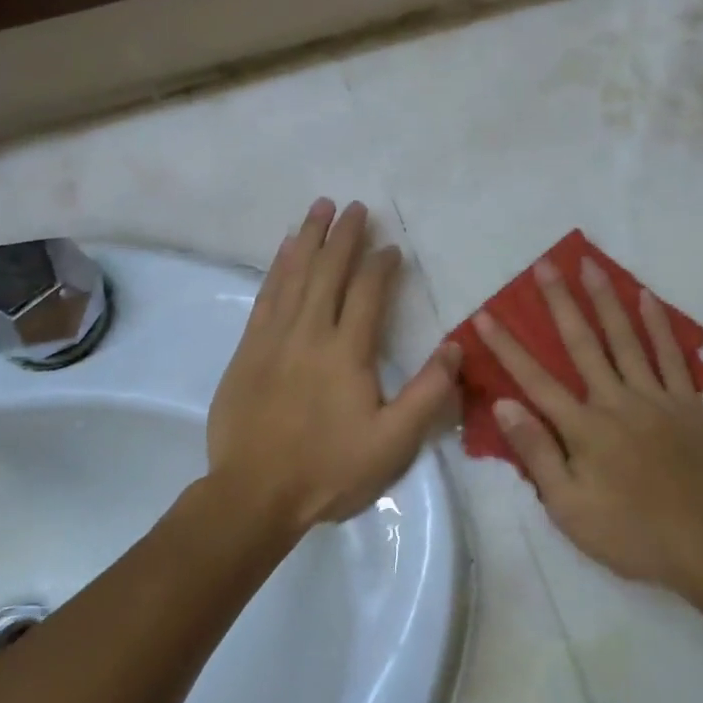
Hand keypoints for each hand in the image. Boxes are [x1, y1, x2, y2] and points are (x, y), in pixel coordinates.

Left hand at [208, 199, 460, 534]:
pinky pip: (265, 296)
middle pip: (327, 272)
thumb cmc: (329, 471)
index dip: (381, 265)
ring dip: (308, 238)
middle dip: (343, 236)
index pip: (367, 292)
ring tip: (320, 208)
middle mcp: (309, 333)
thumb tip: (455, 346)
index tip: (392, 249)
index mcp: (347, 353)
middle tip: (355, 206)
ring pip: (293, 275)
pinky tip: (284, 250)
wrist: (252, 496)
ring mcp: (273, 339)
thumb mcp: (393, 443)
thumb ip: (427, 393)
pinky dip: (277, 268)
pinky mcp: (247, 350)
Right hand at [474, 258, 702, 591]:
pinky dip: (658, 325)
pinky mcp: (688, 403)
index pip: (535, 379)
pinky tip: (647, 297)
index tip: (486, 314)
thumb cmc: (631, 533)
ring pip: (625, 338)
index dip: (508, 346)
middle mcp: (616, 400)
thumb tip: (505, 404)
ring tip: (591, 264)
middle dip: (559, 303)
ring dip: (606, 299)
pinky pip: (670, 356)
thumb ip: (537, 452)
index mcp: (583, 428)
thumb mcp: (569, 507)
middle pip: (582, 343)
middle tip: (544, 265)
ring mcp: (655, 398)